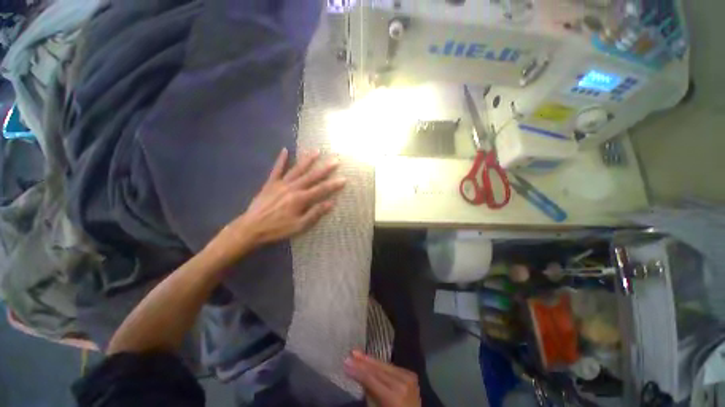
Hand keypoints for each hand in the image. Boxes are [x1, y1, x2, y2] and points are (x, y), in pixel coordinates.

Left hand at [223, 148, 344, 251]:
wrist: (252, 227)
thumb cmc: (277, 228)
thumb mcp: (299, 226)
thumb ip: (315, 213)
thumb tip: (331, 203)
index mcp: (301, 199)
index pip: (321, 189)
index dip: (334, 184)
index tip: (344, 179)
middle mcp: (293, 188)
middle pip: (311, 176)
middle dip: (325, 168)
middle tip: (335, 160)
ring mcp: (281, 183)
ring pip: (297, 169)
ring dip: (307, 159)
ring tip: (316, 150)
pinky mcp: (270, 183)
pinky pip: (276, 169)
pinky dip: (281, 160)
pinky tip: (285, 150)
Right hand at [344, 351, 421, 406]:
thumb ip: (370, 393)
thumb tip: (359, 376)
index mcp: (393, 397)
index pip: (371, 379)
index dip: (357, 370)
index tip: (346, 363)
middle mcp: (401, 384)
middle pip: (378, 370)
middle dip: (362, 362)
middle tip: (350, 354)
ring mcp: (408, 377)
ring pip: (384, 365)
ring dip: (369, 359)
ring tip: (356, 353)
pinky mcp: (410, 374)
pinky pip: (391, 367)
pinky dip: (380, 363)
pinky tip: (370, 359)